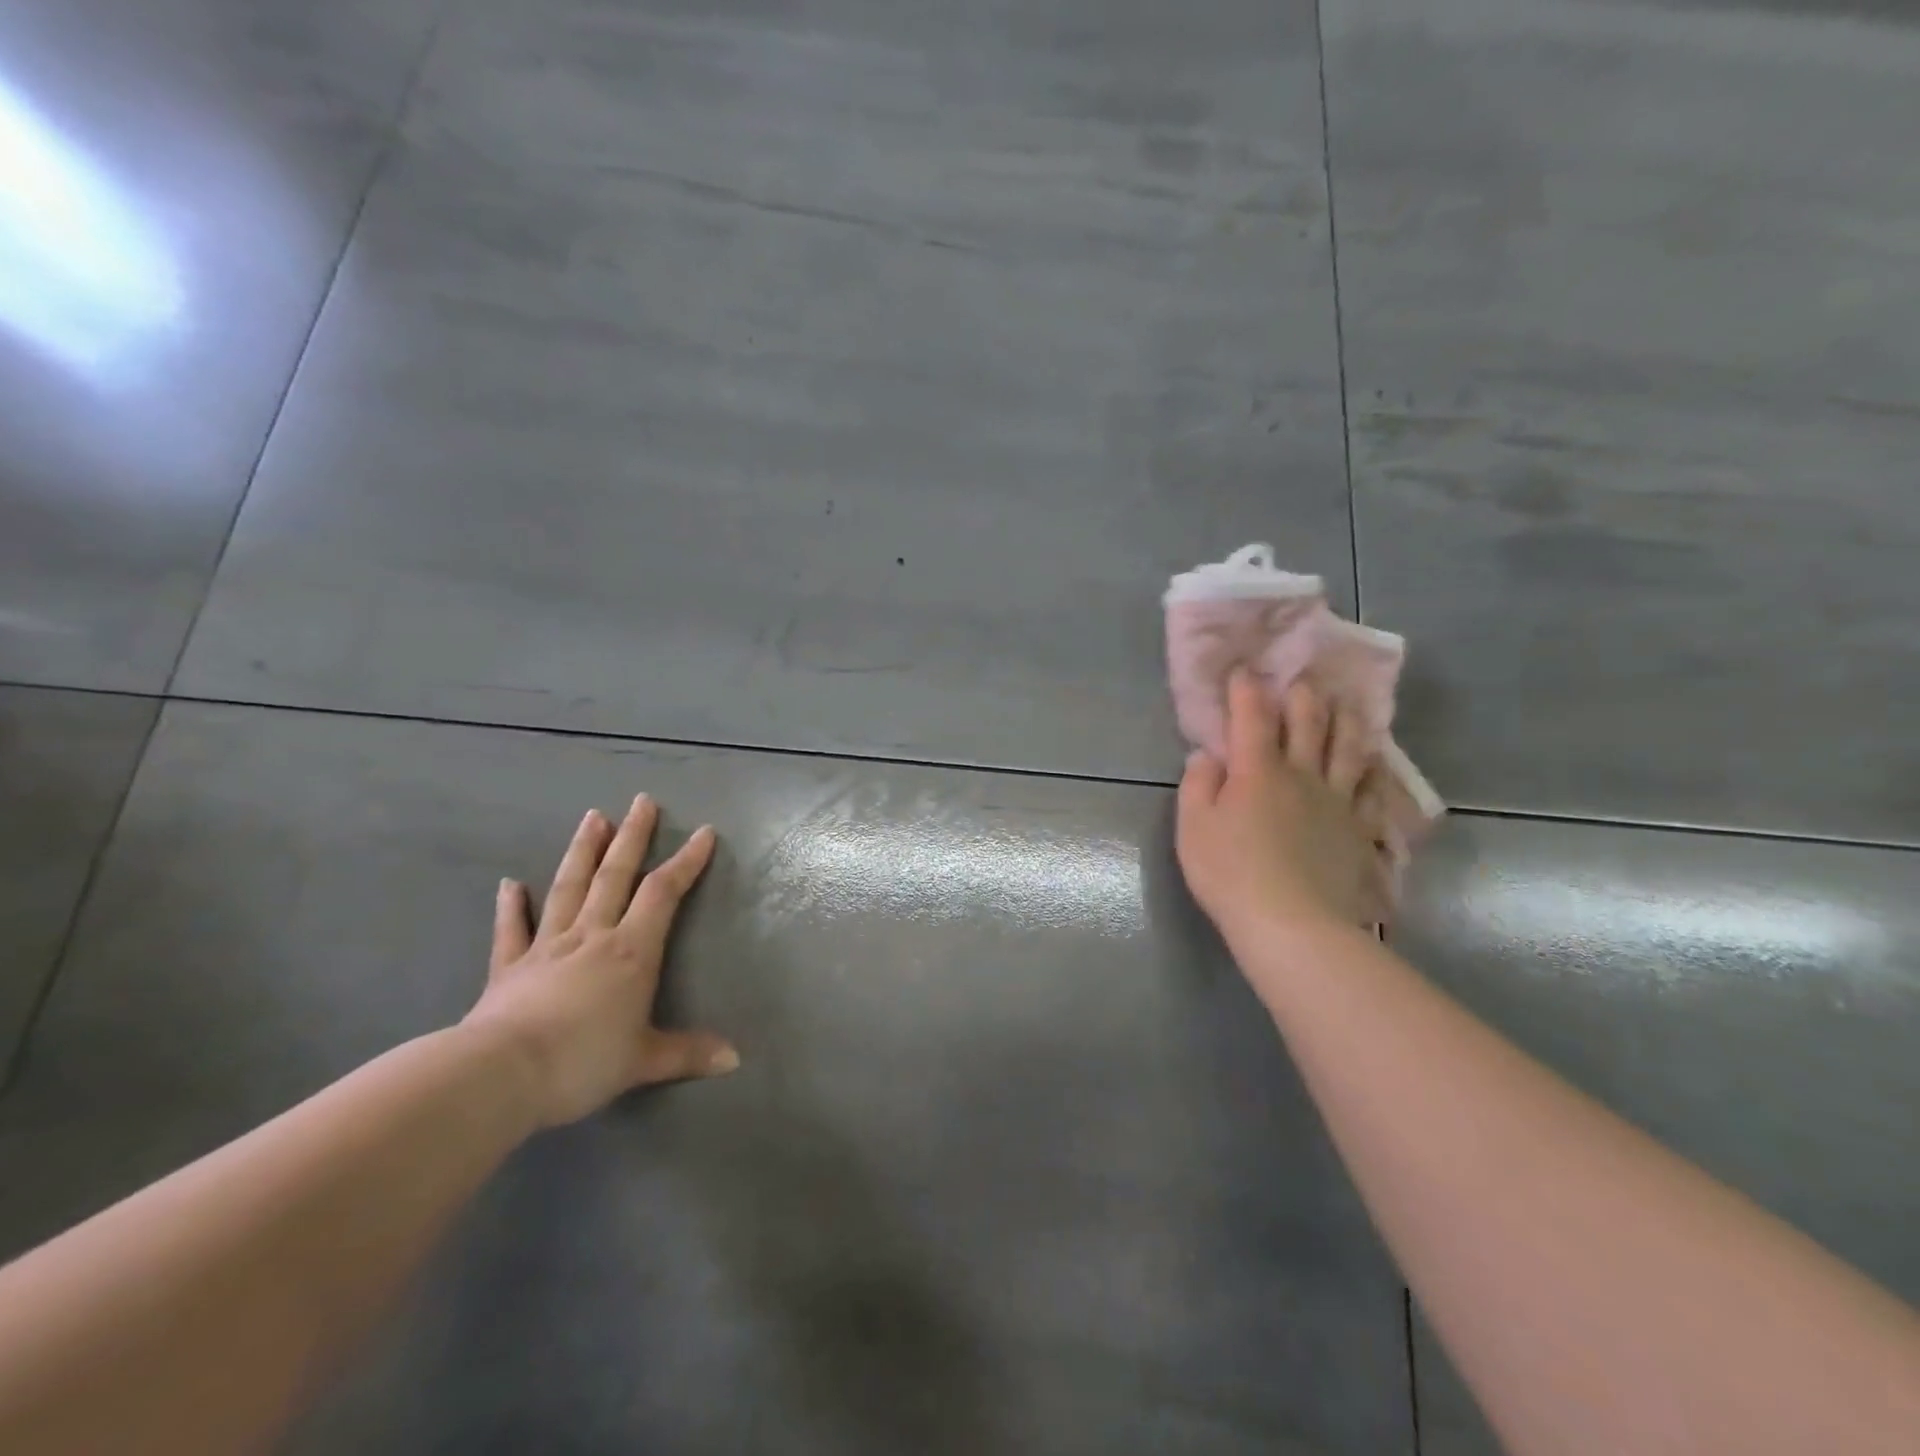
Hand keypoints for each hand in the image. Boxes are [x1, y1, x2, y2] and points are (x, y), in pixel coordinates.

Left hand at [466, 795, 737, 1128]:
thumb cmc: (583, 1062)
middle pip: (615, 875)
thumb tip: (736, 1060)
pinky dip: (511, 906)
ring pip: (568, 888)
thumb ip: (688, 1054)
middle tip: (641, 800)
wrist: (500, 1076)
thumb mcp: (645, 1061)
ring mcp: (547, 947)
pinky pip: (511, 930)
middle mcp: (592, 936)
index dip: (685, 861)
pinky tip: (509, 883)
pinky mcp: (508, 968)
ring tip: (593, 817)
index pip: (663, 893)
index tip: (702, 832)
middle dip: (632, 836)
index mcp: (631, 951)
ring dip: (582, 851)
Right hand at [1176, 670, 1385, 947]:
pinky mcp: (1360, 831)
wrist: (1293, 924)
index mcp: (1257, 771)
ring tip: (1348, 705)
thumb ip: (1198, 785)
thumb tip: (1208, 755)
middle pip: (1309, 725)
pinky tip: (1374, 767)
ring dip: (1346, 722)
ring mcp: (1337, 802)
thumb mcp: (1193, 828)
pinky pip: (1372, 792)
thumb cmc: (1230, 874)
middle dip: (1303, 697)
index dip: (1246, 690)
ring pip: (1348, 750)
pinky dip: (1373, 773)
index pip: (1252, 718)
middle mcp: (1302, 775)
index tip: (1243, 670)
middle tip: (1303, 680)